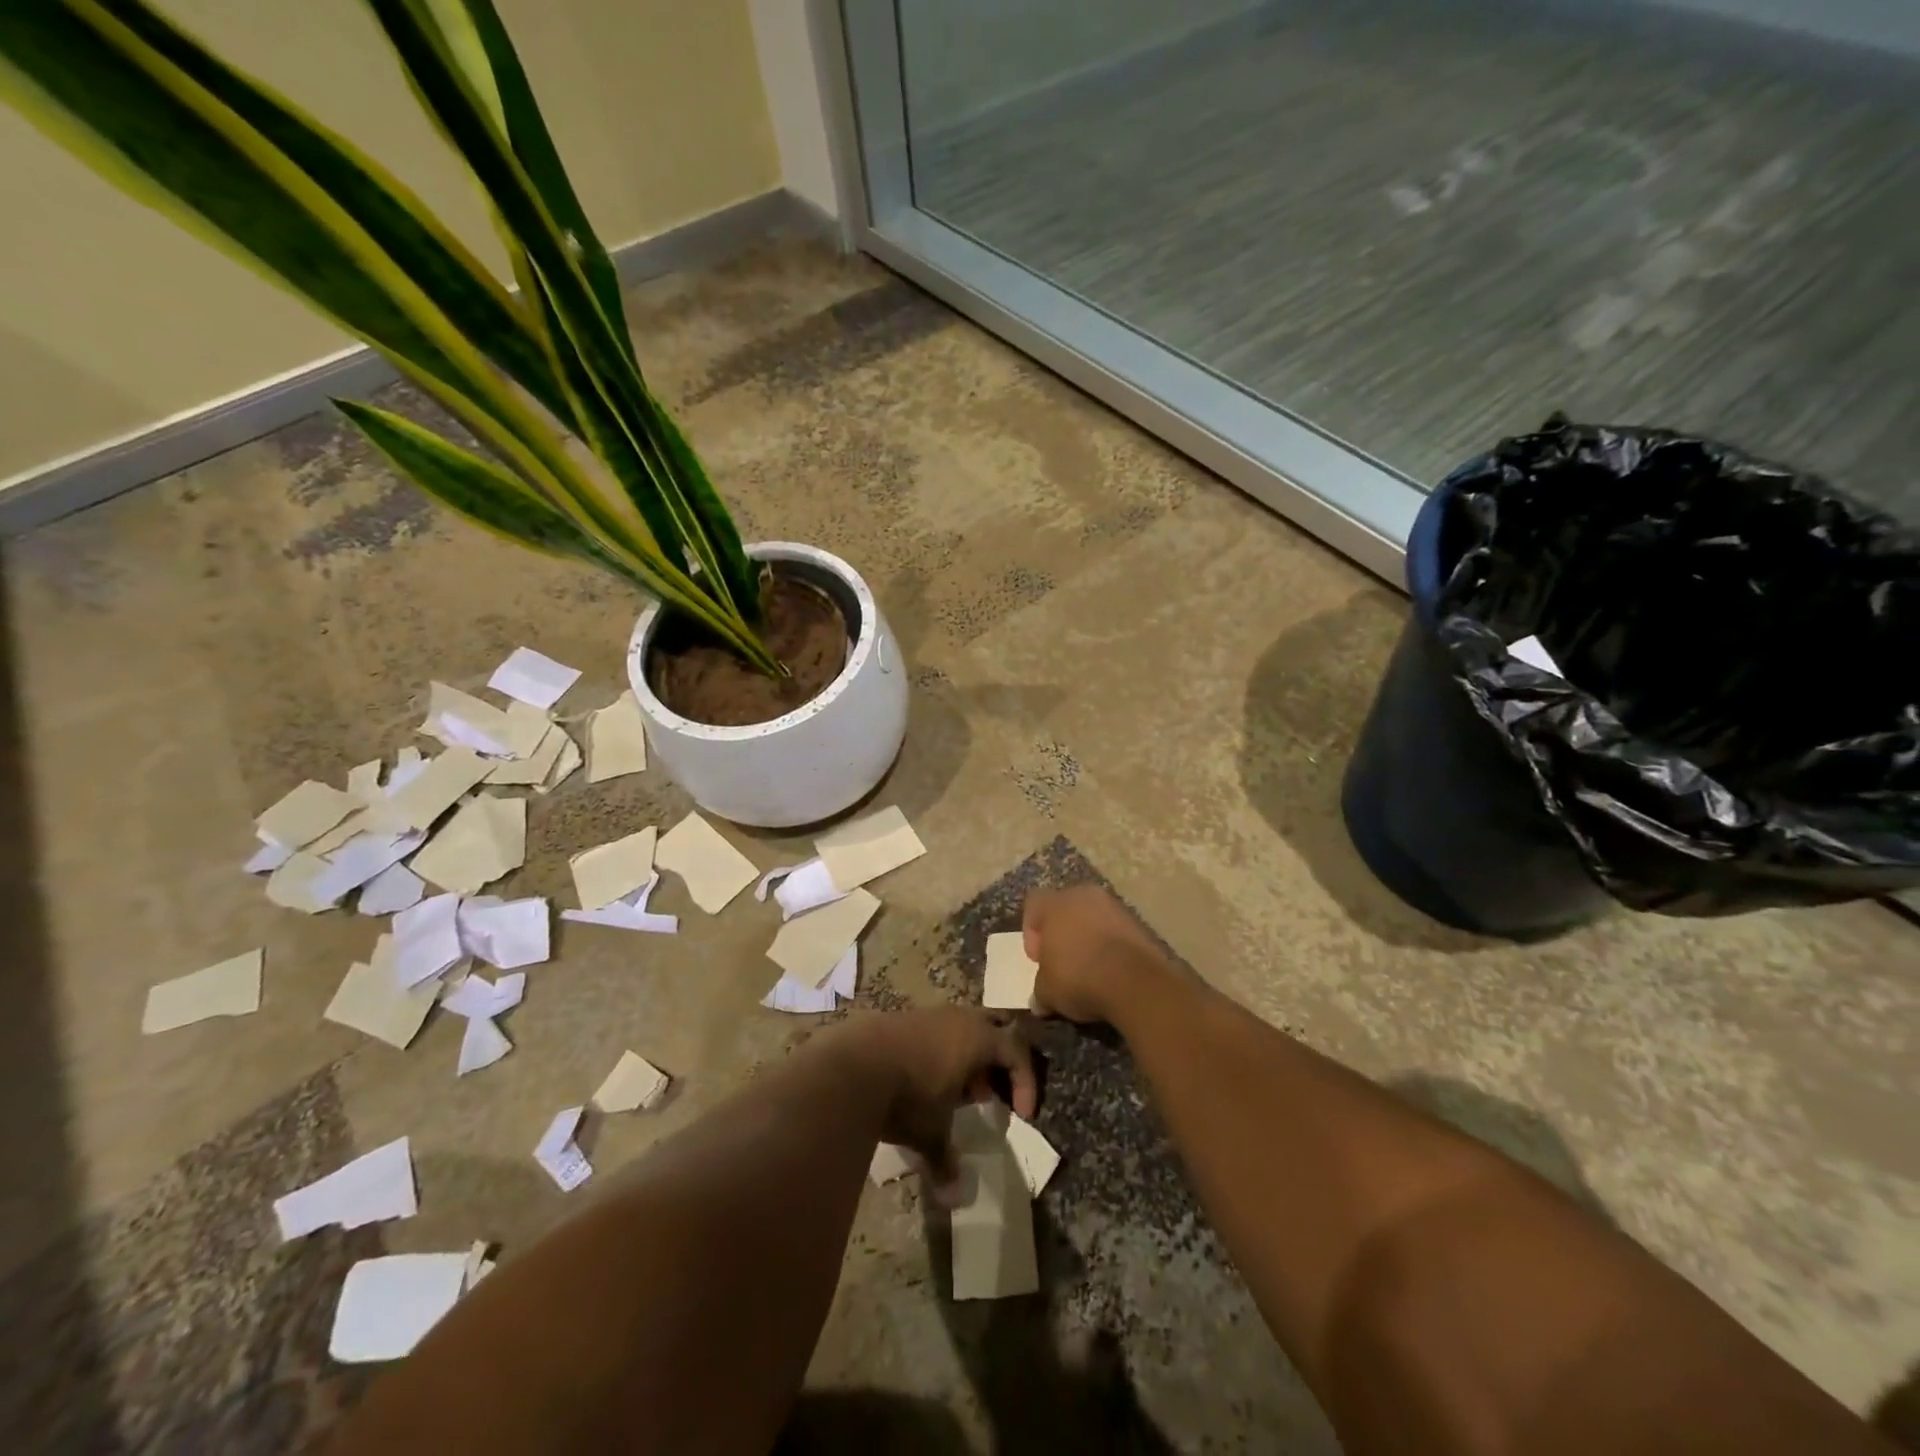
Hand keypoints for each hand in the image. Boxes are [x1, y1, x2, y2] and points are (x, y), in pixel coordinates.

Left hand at [836, 1009, 1035, 1188]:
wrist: (852, 1065)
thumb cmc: (907, 1096)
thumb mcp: (931, 1133)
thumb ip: (947, 1161)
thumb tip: (955, 1198)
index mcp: (977, 1038)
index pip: (1017, 1051)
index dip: (1025, 1082)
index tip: (1021, 1115)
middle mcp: (957, 1018)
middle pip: (993, 1029)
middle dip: (997, 1061)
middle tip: (990, 1094)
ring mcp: (928, 1014)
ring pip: (961, 1028)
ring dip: (966, 1058)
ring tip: (954, 1094)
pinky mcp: (902, 1017)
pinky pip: (935, 1031)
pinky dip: (939, 1053)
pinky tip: (922, 1081)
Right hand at [1023, 885, 1170, 1023]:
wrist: (1135, 982)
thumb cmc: (1079, 977)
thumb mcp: (1047, 992)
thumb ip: (1040, 990)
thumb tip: (1039, 1000)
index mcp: (1055, 903)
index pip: (1033, 903)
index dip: (1031, 931)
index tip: (1039, 959)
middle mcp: (1084, 895)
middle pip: (1065, 907)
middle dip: (1061, 932)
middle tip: (1061, 962)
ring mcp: (1115, 906)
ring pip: (1093, 917)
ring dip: (1088, 938)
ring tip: (1089, 969)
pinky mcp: (1139, 922)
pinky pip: (1115, 930)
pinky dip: (1110, 945)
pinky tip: (1111, 971)